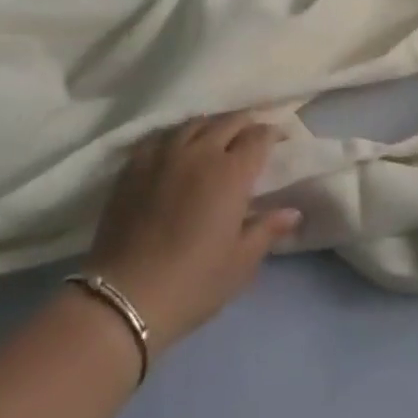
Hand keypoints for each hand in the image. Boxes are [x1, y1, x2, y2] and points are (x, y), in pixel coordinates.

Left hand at [84, 114, 301, 356]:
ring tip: (217, 136)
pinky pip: (162, 135)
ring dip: (213, 125)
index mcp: (231, 173)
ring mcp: (165, 153)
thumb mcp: (239, 264)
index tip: (280, 138)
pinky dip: (178, 136)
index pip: (259, 137)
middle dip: (246, 124)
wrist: (125, 296)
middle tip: (252, 135)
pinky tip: (179, 147)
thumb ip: (266, 230)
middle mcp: (201, 152)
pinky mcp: (136, 163)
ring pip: (196, 123)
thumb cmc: (192, 283)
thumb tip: (292, 211)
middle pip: (229, 121)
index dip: (273, 133)